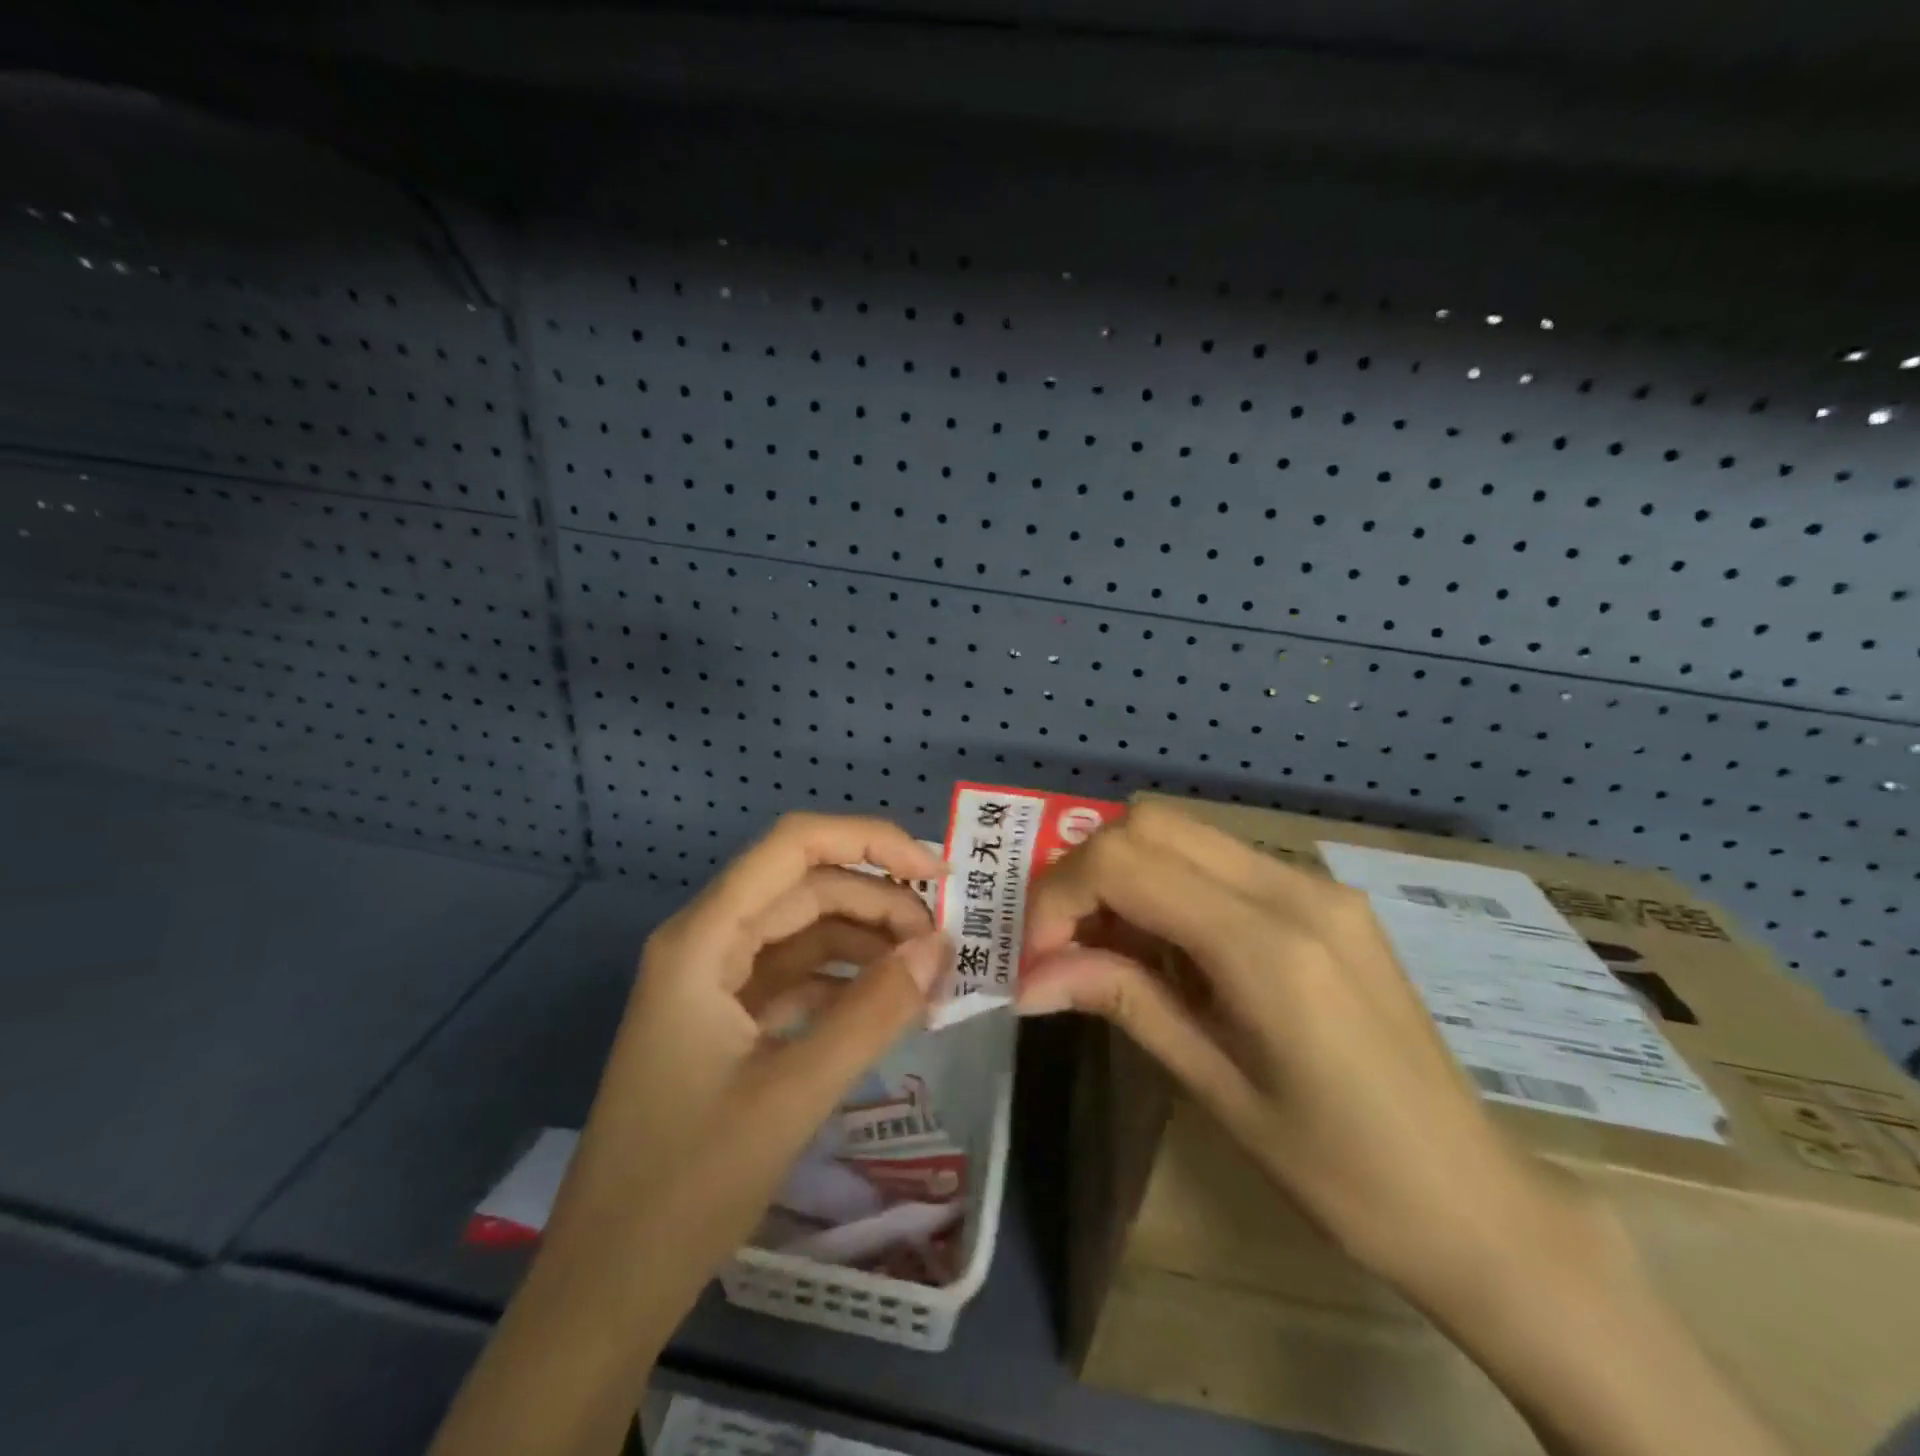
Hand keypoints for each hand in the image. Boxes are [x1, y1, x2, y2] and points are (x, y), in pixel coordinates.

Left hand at [431, 815, 947, 1455]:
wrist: (606, 1288)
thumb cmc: (688, 1184)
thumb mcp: (793, 1093)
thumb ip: (873, 1012)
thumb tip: (940, 947)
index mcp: (703, 939)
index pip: (793, 845)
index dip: (869, 842)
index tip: (936, 873)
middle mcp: (706, 943)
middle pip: (805, 887)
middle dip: (879, 903)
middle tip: (945, 944)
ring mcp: (715, 983)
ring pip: (805, 931)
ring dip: (867, 942)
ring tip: (927, 974)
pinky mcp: (727, 1022)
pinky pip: (797, 977)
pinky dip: (845, 982)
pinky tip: (888, 1004)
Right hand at [1017, 798, 1561, 1301]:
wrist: (1477, 1203)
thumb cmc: (1343, 1176)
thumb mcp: (1217, 1090)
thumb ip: (1125, 1003)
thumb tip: (1029, 978)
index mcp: (1268, 947)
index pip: (1125, 863)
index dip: (1059, 898)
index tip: (1039, 960)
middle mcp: (1294, 890)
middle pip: (1149, 823)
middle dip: (1086, 873)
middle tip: (1067, 947)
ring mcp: (1317, 885)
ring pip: (1183, 832)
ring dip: (1127, 875)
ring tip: (1114, 952)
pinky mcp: (1326, 897)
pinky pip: (1221, 860)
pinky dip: (1170, 884)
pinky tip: (1172, 951)